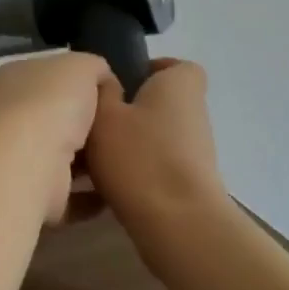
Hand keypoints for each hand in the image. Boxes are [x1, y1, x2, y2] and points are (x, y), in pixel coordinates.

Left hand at [0, 52, 112, 223]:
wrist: (28, 161)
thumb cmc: (50, 102)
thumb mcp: (81, 66)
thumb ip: (94, 68)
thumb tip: (103, 81)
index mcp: (11, 81)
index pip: (44, 78)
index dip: (75, 83)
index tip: (109, 95)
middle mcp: (7, 119)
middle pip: (51, 120)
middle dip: (83, 126)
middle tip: (120, 130)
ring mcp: (15, 161)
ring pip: (58, 159)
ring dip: (87, 164)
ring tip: (123, 161)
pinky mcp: (31, 199)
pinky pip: (66, 198)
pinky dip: (89, 198)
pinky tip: (117, 193)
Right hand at [84, 59, 228, 238]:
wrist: (178, 224)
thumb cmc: (139, 156)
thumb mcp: (104, 114)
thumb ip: (101, 91)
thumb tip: (104, 79)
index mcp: (179, 85)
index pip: (176, 66)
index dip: (150, 69)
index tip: (120, 82)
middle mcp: (194, 113)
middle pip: (161, 102)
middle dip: (130, 109)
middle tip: (95, 120)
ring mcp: (196, 151)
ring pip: (156, 136)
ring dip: (130, 143)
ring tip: (92, 156)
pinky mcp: (190, 183)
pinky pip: (156, 165)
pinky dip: (136, 170)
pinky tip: (105, 185)